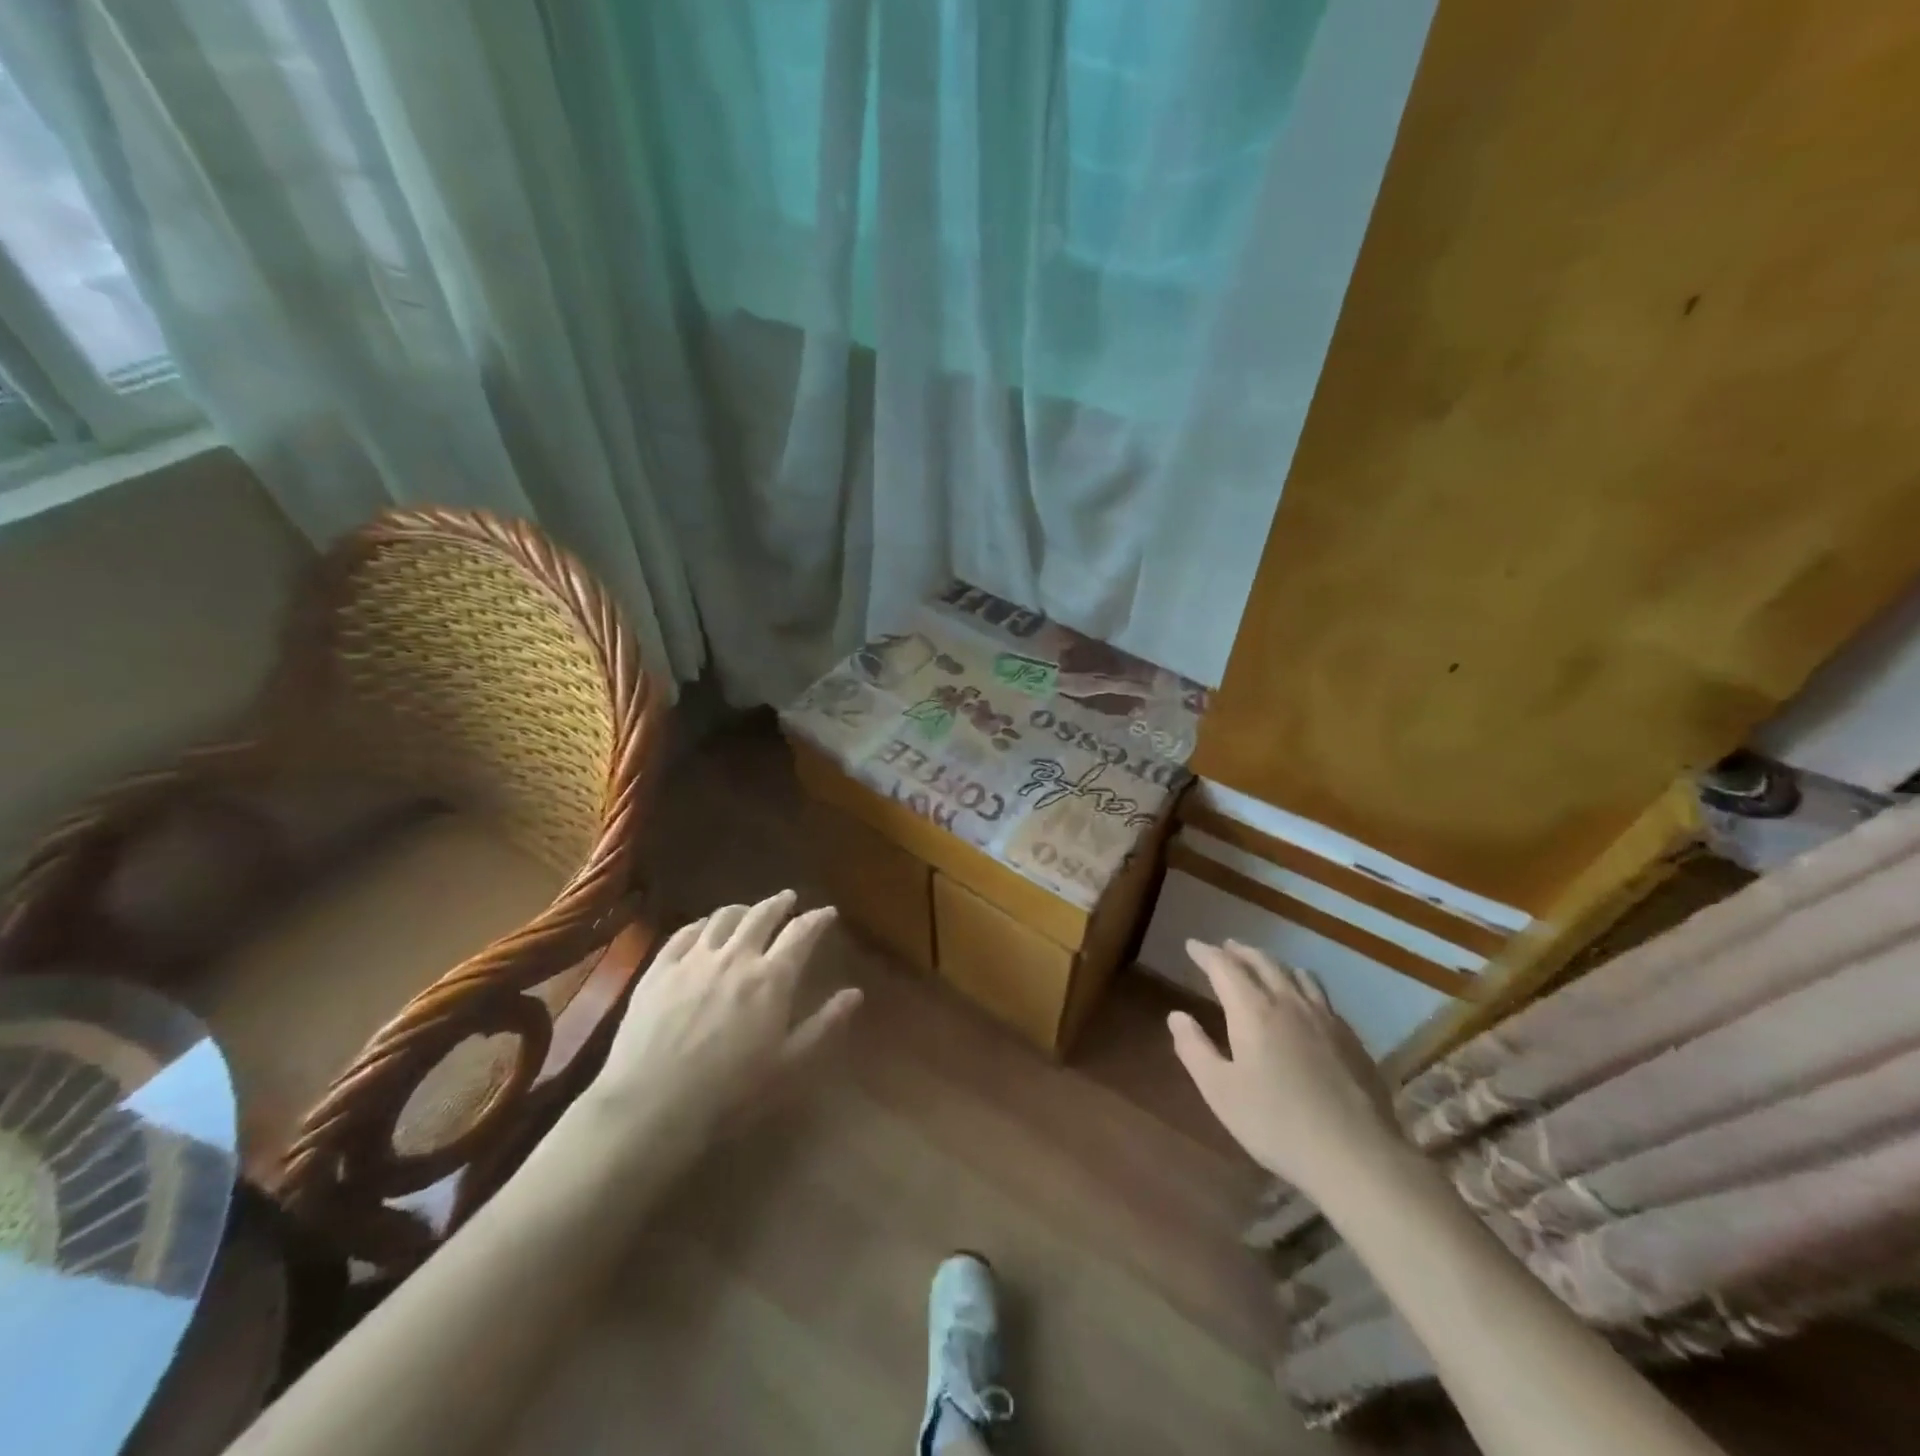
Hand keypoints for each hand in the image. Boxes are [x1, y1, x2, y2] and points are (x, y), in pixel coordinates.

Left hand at [588, 890, 861, 1149]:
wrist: (651, 1106)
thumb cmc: (730, 1093)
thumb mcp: (789, 1066)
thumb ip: (824, 1025)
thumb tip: (855, 993)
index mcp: (772, 978)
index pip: (801, 933)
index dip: (817, 918)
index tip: (828, 912)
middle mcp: (736, 957)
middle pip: (762, 915)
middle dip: (780, 903)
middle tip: (789, 898)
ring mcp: (694, 959)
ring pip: (723, 918)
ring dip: (742, 909)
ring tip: (748, 910)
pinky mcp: (659, 969)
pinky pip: (684, 933)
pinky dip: (702, 924)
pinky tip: (704, 928)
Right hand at [1169, 940, 1404, 1197]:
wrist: (1357, 1155)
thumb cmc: (1276, 1123)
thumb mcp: (1219, 1091)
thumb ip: (1194, 1049)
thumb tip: (1177, 1015)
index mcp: (1253, 1010)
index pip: (1224, 967)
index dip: (1205, 953)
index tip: (1192, 945)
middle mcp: (1289, 1002)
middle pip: (1262, 962)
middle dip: (1240, 951)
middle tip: (1225, 948)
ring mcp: (1325, 1018)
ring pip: (1297, 974)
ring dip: (1273, 963)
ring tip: (1263, 967)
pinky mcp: (1351, 1039)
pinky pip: (1322, 996)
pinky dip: (1302, 986)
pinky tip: (1304, 1004)